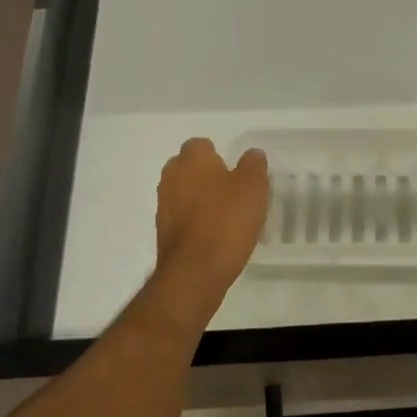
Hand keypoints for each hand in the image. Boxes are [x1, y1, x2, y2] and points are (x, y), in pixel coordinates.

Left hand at [152, 139, 269, 316]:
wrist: (195, 271)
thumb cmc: (227, 220)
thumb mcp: (254, 187)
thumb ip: (254, 165)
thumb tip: (252, 154)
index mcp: (192, 159)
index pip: (201, 145)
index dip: (218, 155)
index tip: (235, 171)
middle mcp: (171, 177)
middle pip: (188, 168)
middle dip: (206, 176)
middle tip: (232, 191)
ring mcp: (164, 205)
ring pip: (183, 193)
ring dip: (199, 199)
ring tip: (225, 216)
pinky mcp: (162, 232)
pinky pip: (181, 218)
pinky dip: (194, 222)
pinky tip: (214, 236)